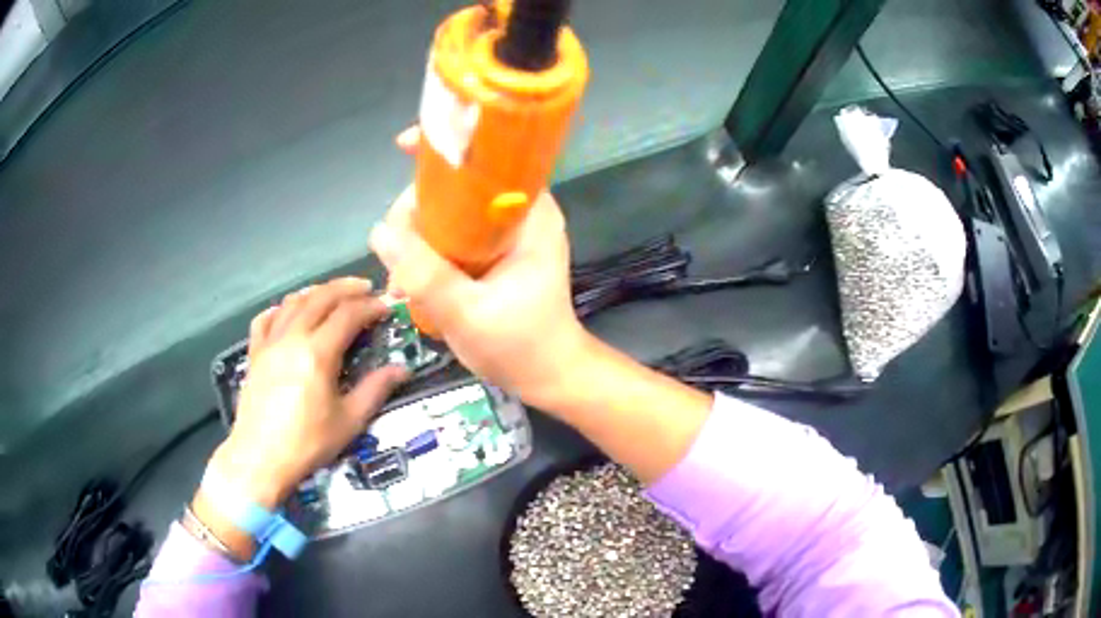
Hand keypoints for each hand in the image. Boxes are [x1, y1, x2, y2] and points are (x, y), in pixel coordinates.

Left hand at [203, 278, 407, 509]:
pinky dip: (279, 309)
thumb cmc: (307, 444)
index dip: (370, 306)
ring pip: (292, 302)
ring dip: (316, 292)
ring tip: (332, 294)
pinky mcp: (254, 354)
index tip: (386, 306)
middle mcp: (292, 338)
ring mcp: (269, 343)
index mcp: (318, 353)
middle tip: (365, 288)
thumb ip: (375, 390)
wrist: (260, 458)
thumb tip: (401, 370)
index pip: (348, 315)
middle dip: (346, 288)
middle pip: (320, 298)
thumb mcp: (349, 422)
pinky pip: (265, 319)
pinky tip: (287, 311)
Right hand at [369, 128, 592, 407]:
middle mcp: (518, 212)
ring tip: (401, 280)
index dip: (446, 147)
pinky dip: (427, 250)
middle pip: (456, 185)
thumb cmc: (521, 346)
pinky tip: (411, 280)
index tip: (404, 147)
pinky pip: (451, 234)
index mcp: (529, 214)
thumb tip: (379, 232)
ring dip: (416, 236)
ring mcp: (504, 232)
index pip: (487, 158)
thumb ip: (425, 274)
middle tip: (396, 255)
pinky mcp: (493, 251)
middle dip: (416, 210)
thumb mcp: (468, 314)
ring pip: (447, 210)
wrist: (549, 375)